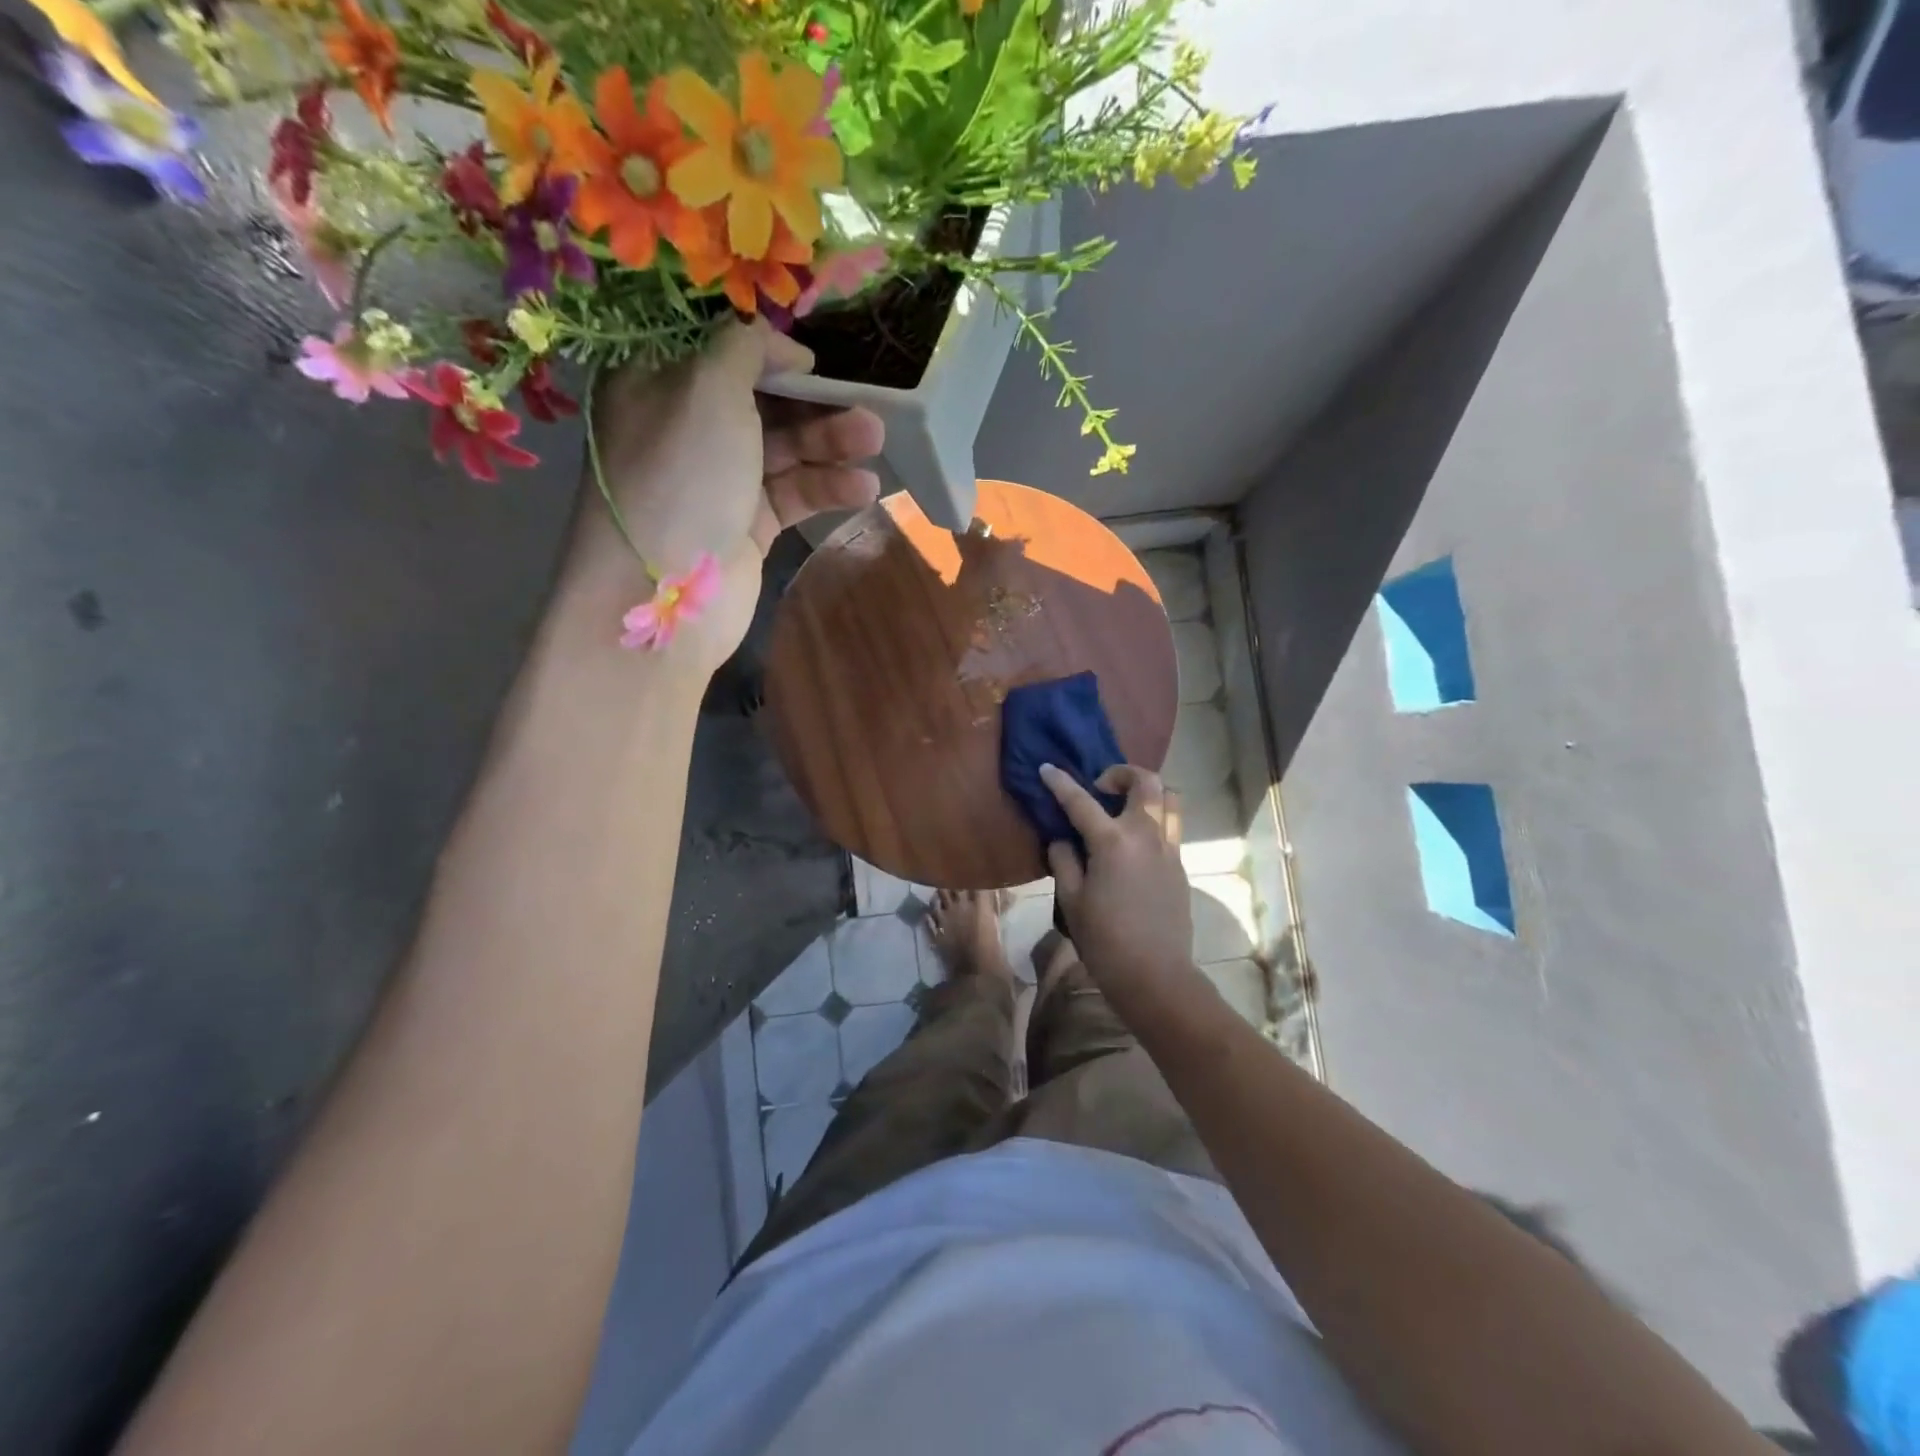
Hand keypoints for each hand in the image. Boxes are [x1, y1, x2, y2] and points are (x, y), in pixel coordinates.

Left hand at [566, 320, 884, 668]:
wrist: (665, 590)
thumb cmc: (681, 473)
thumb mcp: (708, 386)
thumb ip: (746, 349)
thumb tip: (782, 349)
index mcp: (658, 385)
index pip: (719, 355)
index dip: (769, 355)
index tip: (814, 361)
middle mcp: (686, 431)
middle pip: (760, 404)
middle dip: (813, 404)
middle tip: (865, 403)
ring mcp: (717, 483)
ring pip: (782, 452)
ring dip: (830, 445)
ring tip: (876, 441)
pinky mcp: (745, 526)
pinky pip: (791, 495)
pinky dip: (825, 488)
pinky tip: (863, 487)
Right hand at [1041, 763, 1200, 1007]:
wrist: (1155, 976)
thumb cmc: (1105, 941)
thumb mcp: (1072, 901)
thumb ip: (1064, 861)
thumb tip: (1063, 840)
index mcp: (1113, 842)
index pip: (1081, 801)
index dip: (1060, 782)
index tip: (1047, 768)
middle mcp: (1146, 835)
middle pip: (1145, 782)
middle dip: (1121, 773)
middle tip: (1100, 787)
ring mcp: (1169, 848)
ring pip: (1169, 799)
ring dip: (1146, 792)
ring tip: (1124, 807)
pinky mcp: (1180, 865)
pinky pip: (1171, 825)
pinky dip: (1154, 818)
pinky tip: (1134, 842)